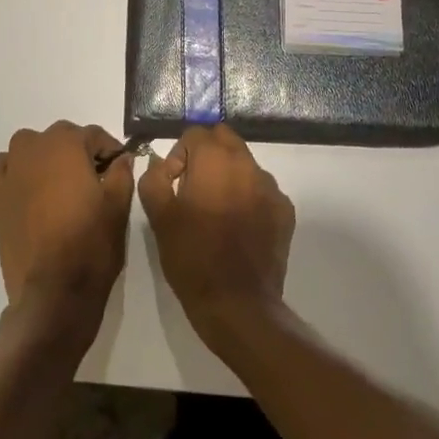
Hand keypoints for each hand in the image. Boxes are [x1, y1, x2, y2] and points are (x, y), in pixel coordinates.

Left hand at [0, 122, 135, 342]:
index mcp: (67, 146)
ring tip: (59, 181)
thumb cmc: (91, 243)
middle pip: (61, 136)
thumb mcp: (118, 206)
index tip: (119, 166)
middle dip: (78, 151)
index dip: (110, 149)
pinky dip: (10, 168)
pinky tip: (23, 184)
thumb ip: (122, 173)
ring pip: (28, 146)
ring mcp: (11, 170)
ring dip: (44, 154)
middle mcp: (35, 148)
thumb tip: (123, 157)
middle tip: (94, 178)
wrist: (54, 290)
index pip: (93, 134)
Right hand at [138, 124, 294, 343]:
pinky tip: (238, 227)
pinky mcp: (284, 211)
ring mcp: (271, 188)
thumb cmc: (192, 256)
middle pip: (225, 139)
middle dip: (207, 155)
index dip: (179, 155)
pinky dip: (248, 198)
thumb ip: (154, 178)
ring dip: (229, 176)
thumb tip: (161, 162)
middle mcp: (248, 164)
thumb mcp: (159, 217)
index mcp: (215, 160)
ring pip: (245, 164)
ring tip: (216, 211)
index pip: (195, 133)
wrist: (237, 304)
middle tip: (193, 189)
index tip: (173, 184)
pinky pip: (262, 190)